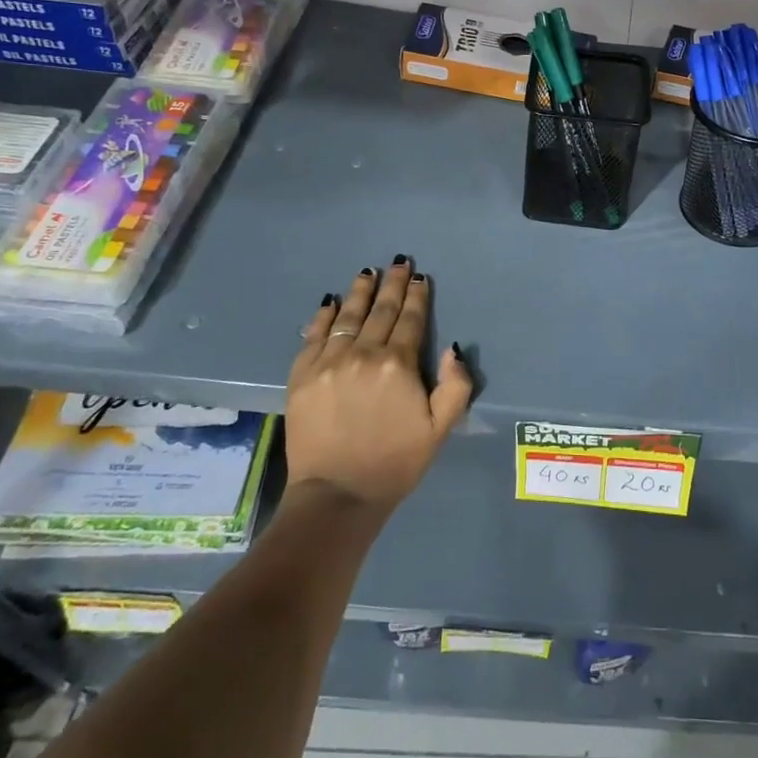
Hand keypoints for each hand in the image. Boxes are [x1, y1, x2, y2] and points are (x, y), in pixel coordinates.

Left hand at [285, 260, 473, 512]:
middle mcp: (363, 354)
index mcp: (399, 364)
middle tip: (398, 262)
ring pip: (347, 316)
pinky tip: (330, 302)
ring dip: (360, 292)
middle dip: (393, 284)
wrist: (337, 495)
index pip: (411, 320)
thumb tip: (453, 349)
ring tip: (367, 272)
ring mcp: (328, 363)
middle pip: (381, 311)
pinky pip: (313, 336)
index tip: (420, 277)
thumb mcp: (441, 429)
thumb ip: (456, 385)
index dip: (418, 296)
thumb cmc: (396, 462)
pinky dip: (323, 317)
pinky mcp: (301, 376)